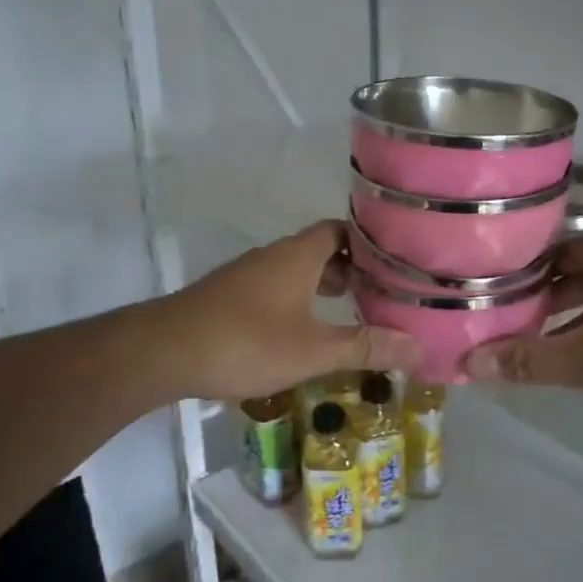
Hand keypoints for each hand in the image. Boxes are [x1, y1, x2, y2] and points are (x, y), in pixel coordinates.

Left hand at [160, 221, 419, 402]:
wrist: (164, 352)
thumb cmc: (245, 342)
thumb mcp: (313, 350)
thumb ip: (365, 347)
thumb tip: (418, 347)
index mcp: (298, 255)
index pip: (342, 230)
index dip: (370, 242)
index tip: (398, 260)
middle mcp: (274, 256)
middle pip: (321, 250)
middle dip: (353, 269)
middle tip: (384, 293)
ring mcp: (248, 275)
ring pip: (297, 271)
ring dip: (324, 286)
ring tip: (354, 313)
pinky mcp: (230, 297)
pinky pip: (277, 289)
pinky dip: (300, 301)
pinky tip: (306, 331)